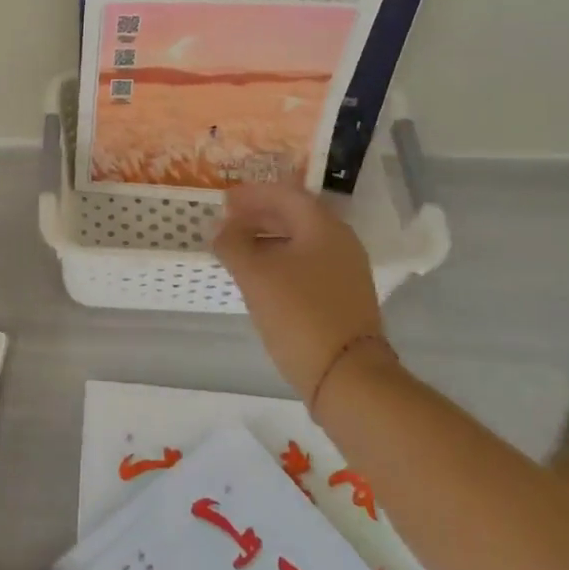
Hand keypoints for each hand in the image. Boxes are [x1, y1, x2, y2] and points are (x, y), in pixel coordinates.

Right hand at [212, 184, 392, 400]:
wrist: (347, 375)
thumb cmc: (298, 314)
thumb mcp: (254, 274)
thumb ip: (232, 244)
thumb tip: (221, 229)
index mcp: (323, 227)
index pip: (285, 194)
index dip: (252, 194)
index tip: (224, 201)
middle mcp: (340, 242)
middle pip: (295, 216)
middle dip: (258, 216)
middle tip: (226, 223)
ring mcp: (345, 271)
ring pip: (300, 242)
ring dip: (267, 240)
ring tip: (237, 250)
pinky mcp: (343, 297)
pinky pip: (306, 264)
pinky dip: (280, 260)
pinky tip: (259, 277)